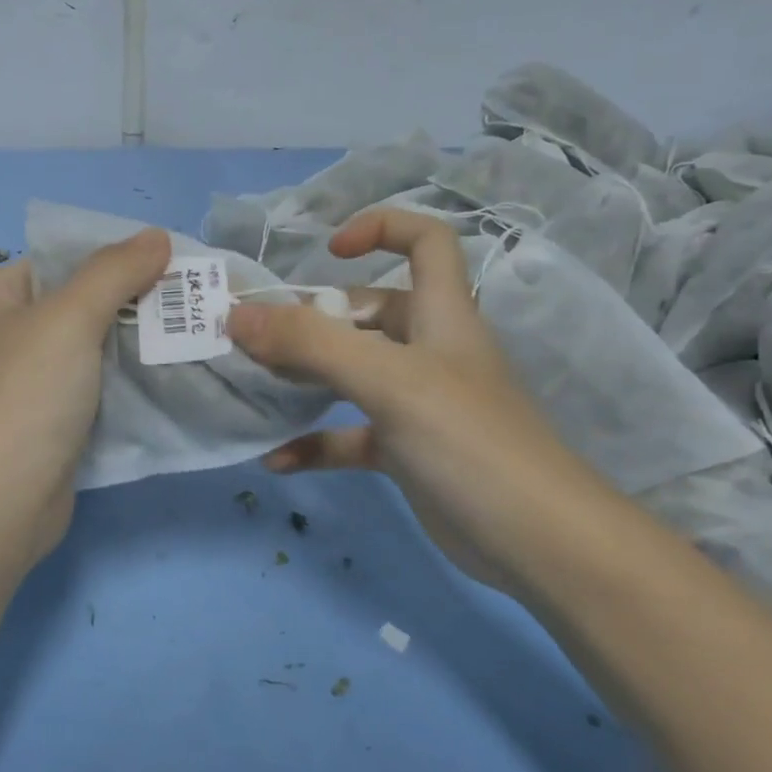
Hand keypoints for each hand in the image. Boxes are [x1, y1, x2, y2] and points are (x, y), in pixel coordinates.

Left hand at [0, 229, 170, 561]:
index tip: (167, 267)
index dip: (111, 260)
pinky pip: (84, 394)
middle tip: (186, 306)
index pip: (55, 262)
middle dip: (129, 307)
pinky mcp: (37, 427)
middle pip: (72, 307)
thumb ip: (114, 271)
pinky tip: (163, 384)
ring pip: (83, 354)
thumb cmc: (22, 397)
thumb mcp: (69, 318)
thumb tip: (157, 235)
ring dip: (129, 350)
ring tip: (186, 340)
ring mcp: (14, 387)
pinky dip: (118, 389)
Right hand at [225, 210, 568, 581]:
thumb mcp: (388, 380)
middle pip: (368, 313)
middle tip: (257, 338)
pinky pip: (349, 437)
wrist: (534, 542)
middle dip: (313, 319)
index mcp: (441, 315)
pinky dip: (314, 444)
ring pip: (352, 375)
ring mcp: (417, 405)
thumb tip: (236, 314)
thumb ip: (311, 344)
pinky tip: (276, 461)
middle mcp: (430, 351)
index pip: (426, 242)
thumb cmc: (468, 440)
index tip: (327, 253)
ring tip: (256, 385)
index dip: (382, 229)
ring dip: (305, 378)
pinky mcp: (406, 452)